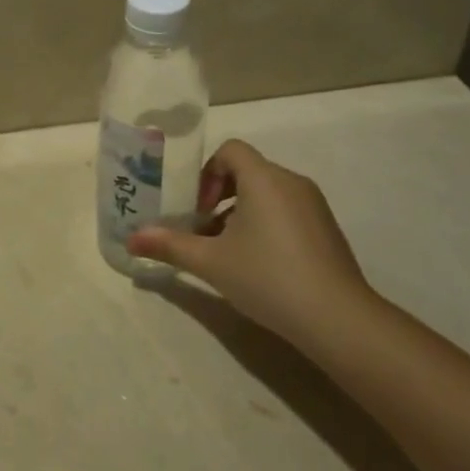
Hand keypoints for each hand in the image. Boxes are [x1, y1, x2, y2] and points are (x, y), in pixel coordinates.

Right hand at [128, 139, 375, 349]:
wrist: (338, 319)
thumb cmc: (268, 277)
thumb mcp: (211, 262)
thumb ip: (170, 245)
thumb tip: (131, 239)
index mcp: (264, 178)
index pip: (231, 150)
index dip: (207, 172)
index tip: (197, 208)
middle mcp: (291, 182)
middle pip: (247, 171)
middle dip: (219, 195)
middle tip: (203, 229)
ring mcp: (314, 206)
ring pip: (267, 194)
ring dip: (240, 212)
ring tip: (226, 251)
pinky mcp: (326, 229)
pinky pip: (287, 211)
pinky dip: (266, 225)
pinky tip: (258, 265)